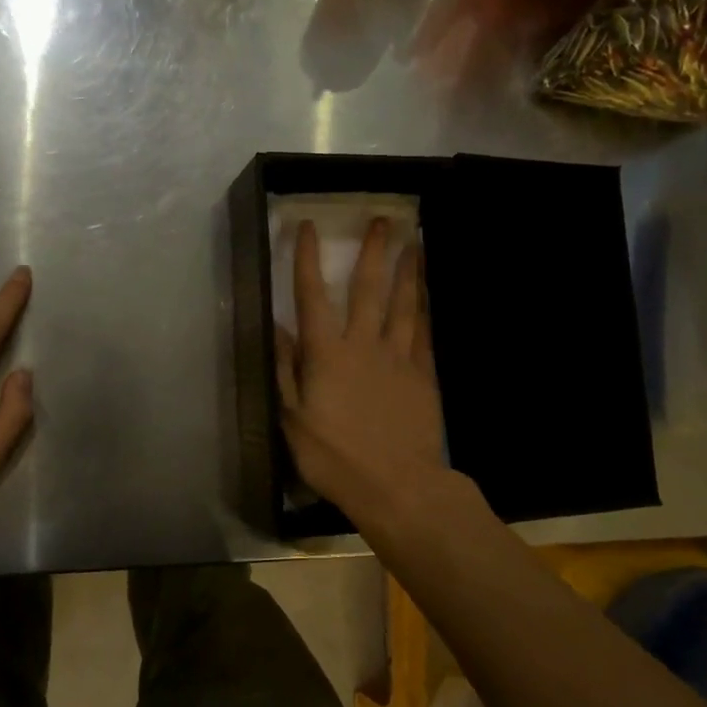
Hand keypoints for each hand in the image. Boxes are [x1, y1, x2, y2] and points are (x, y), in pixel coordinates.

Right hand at [275, 218, 447, 520]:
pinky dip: (425, 310)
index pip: (312, 296)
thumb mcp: (293, 419)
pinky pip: (424, 334)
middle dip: (374, 252)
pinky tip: (428, 295)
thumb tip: (278, 329)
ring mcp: (398, 358)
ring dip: (408, 272)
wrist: (397, 485)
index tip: (310, 227)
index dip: (309, 260)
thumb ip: (286, 370)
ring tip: (415, 244)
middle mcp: (363, 344)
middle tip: (384, 221)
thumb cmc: (334, 457)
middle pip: (368, 289)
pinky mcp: (423, 376)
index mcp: (326, 353)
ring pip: (404, 305)